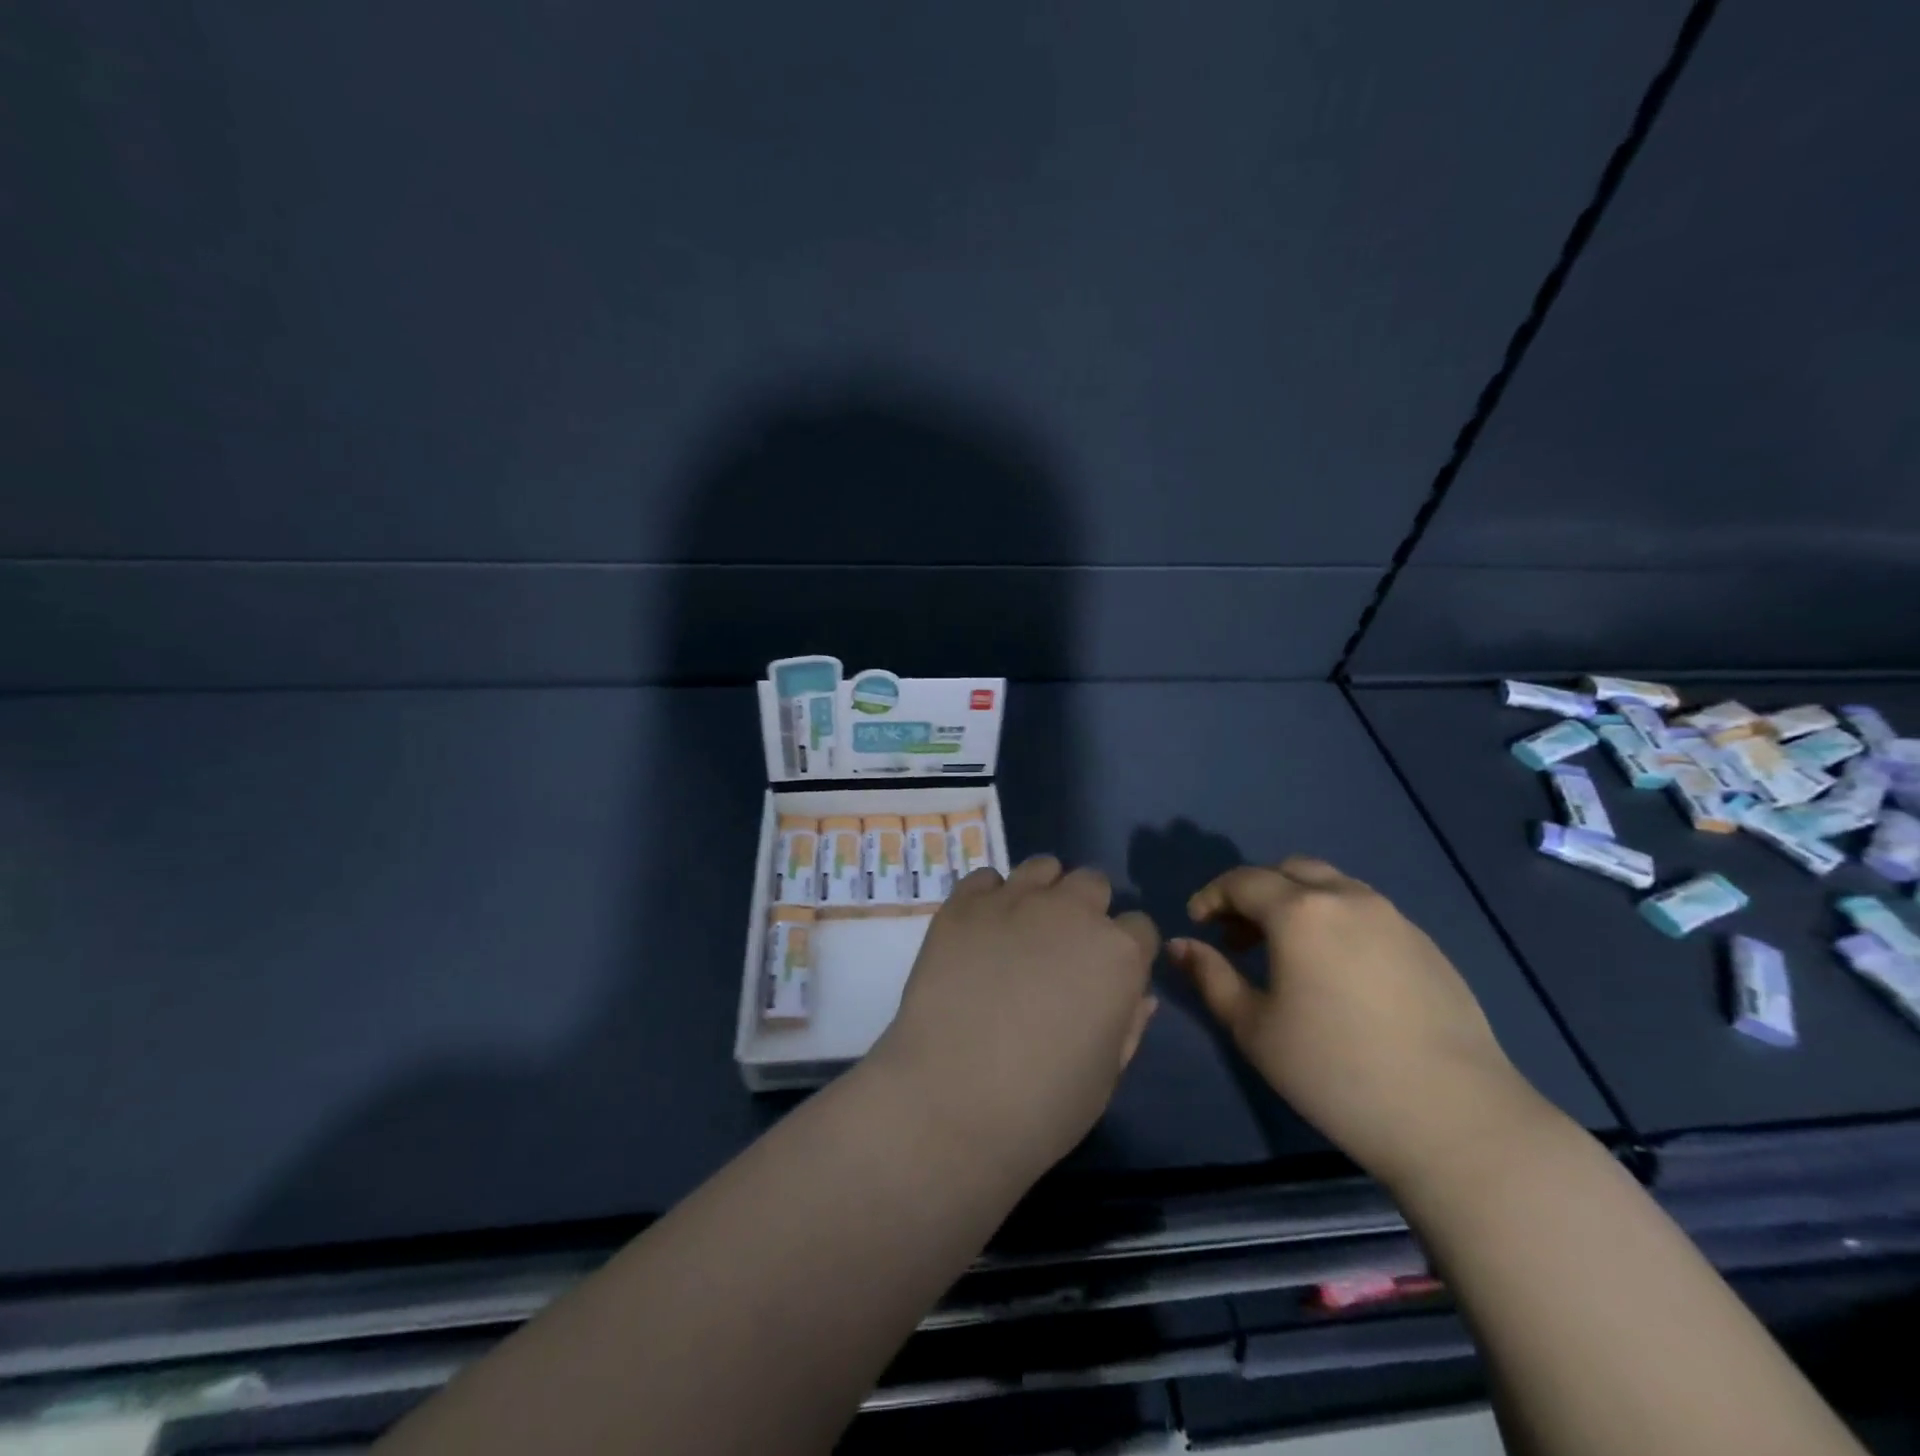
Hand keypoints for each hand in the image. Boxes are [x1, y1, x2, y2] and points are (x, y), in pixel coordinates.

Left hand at [868, 856, 1159, 1186]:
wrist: (951, 1099)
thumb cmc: (1043, 1104)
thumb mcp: (1106, 1075)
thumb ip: (1129, 1024)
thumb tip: (1139, 994)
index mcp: (1119, 954)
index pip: (1140, 928)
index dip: (1127, 952)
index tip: (1108, 975)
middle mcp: (1072, 911)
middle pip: (1093, 884)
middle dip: (1087, 910)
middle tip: (1063, 949)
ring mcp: (1014, 900)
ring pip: (1042, 867)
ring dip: (1042, 891)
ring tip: (1023, 928)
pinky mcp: (964, 904)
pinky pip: (986, 877)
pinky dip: (990, 896)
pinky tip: (981, 931)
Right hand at [1168, 857, 1546, 1191]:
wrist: (1455, 1119)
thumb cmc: (1335, 1072)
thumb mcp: (1254, 1028)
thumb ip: (1211, 977)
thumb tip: (1180, 945)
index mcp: (1300, 911)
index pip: (1242, 881)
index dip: (1211, 896)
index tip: (1197, 923)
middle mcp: (1347, 898)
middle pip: (1288, 870)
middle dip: (1255, 892)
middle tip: (1238, 935)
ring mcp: (1394, 918)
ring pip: (1332, 885)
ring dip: (1297, 903)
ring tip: (1286, 952)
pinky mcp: (1426, 944)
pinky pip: (1366, 911)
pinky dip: (1335, 920)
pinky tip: (1336, 971)